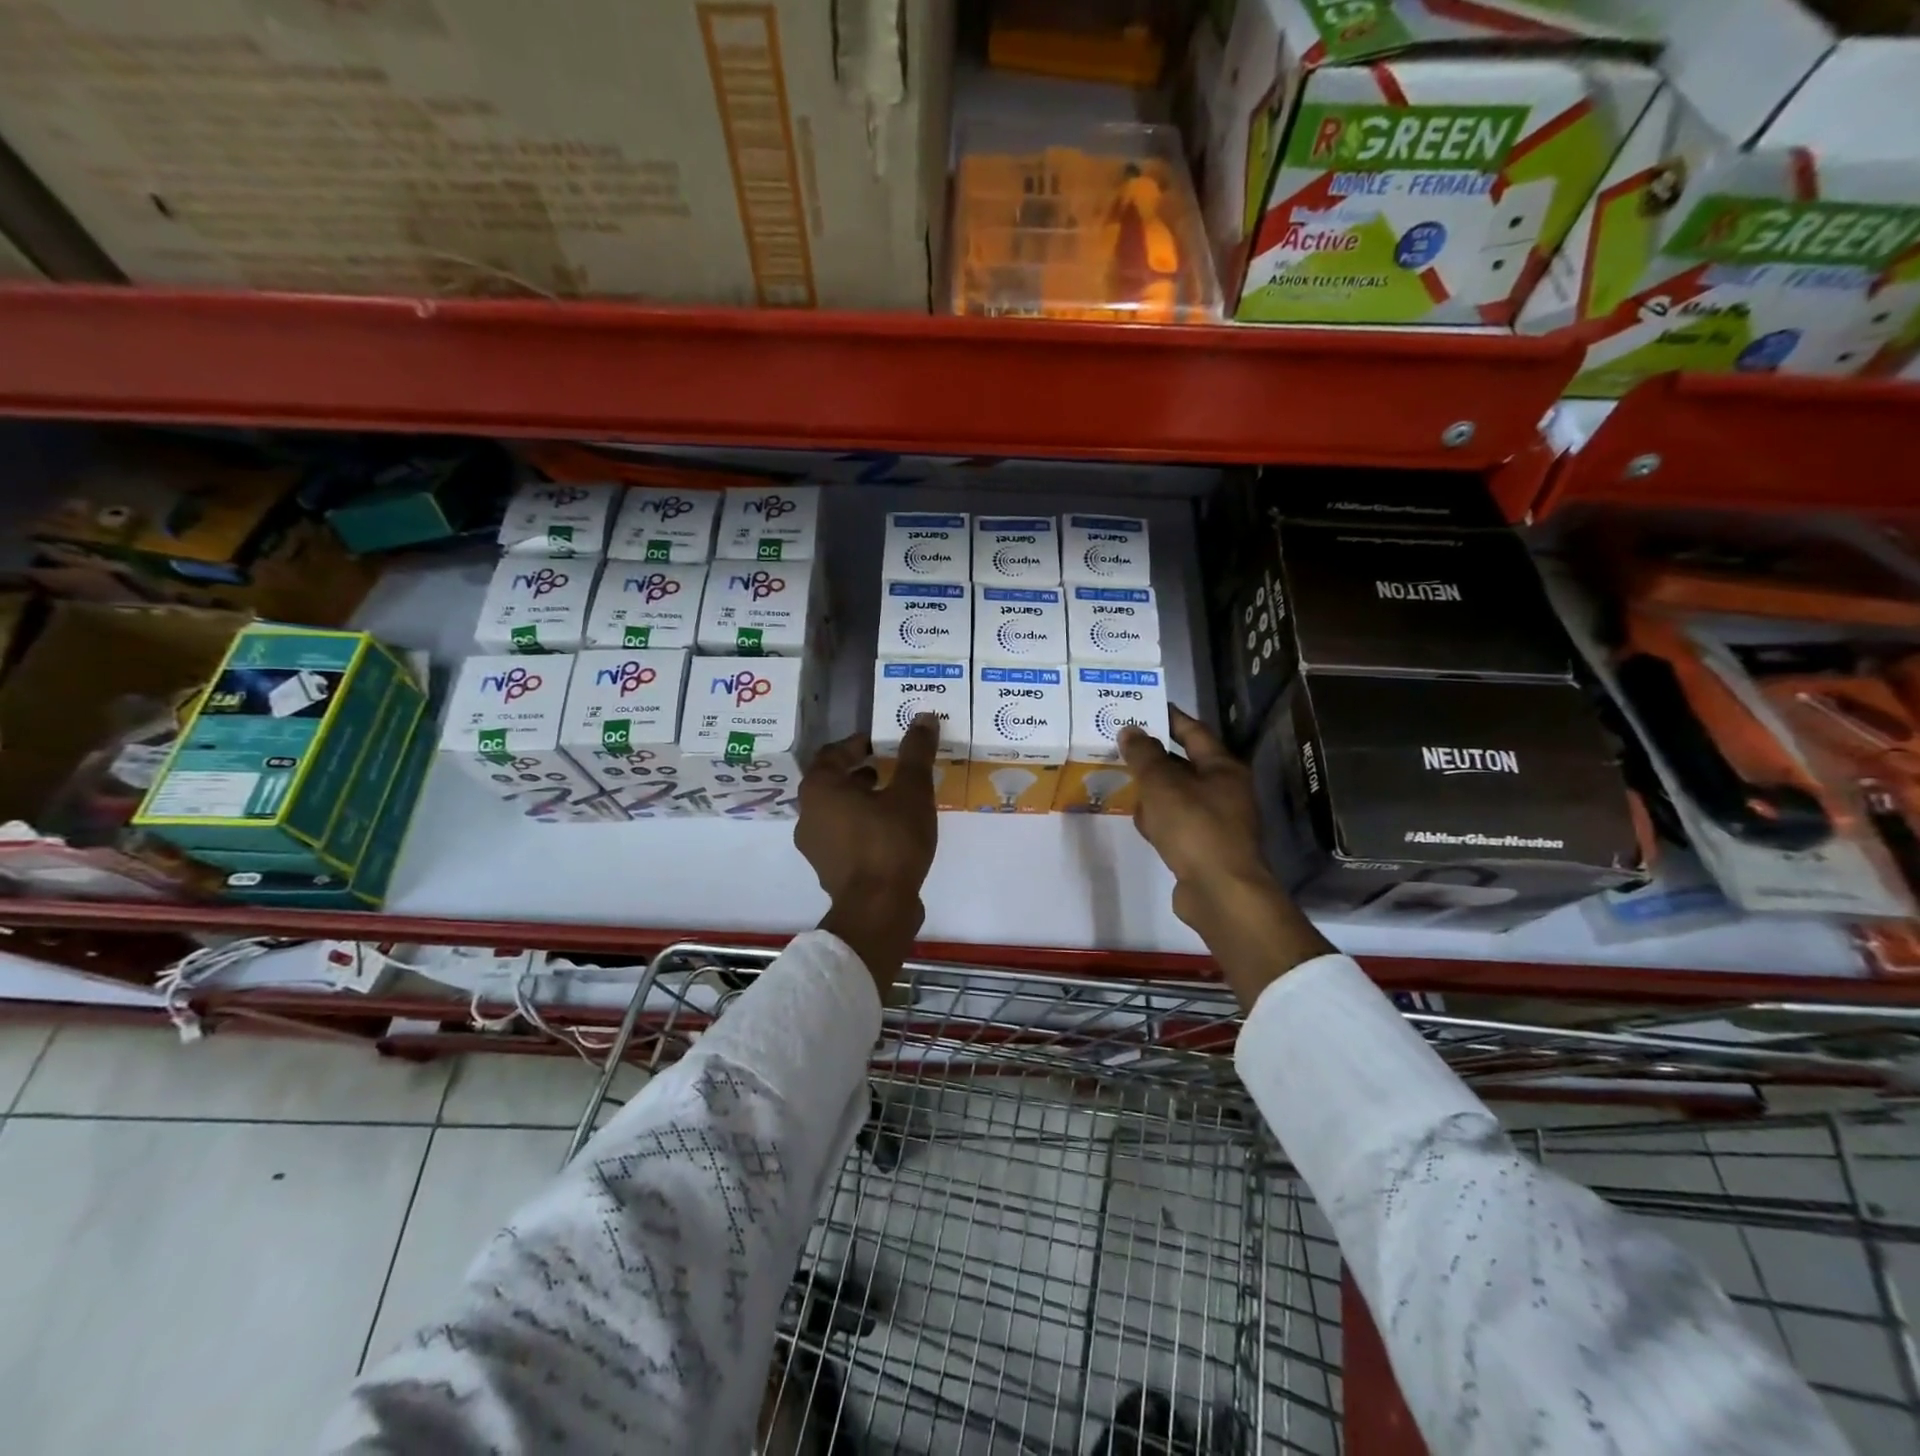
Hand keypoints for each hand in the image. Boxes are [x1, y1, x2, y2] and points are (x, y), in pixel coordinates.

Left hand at [796, 715, 940, 995]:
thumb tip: (923, 717)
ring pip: (836, 811)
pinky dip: (860, 826)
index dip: (856, 743)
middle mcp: (808, 814)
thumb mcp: (912, 792)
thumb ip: (915, 753)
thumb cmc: (891, 841)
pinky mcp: (828, 869)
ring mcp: (814, 845)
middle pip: (831, 782)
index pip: (832, 753)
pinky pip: (842, 836)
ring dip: (860, 801)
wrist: (877, 909)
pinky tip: (889, 833)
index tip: (879, 743)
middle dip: (859, 773)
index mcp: (820, 789)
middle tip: (888, 769)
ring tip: (893, 801)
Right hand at [1120, 707, 1330, 1005]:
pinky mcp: (1205, 847)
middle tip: (1120, 744)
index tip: (1142, 707)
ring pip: (1178, 795)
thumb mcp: (1163, 785)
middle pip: (1185, 763)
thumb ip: (1145, 756)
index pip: (1193, 731)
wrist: (1220, 892)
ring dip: (1153, 788)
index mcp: (1222, 768)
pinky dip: (1158, 817)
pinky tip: (1138, 820)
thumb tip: (1131, 730)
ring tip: (1120, 777)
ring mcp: (1217, 820)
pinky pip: (1176, 822)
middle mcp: (1225, 790)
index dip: (1169, 718)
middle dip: (1154, 755)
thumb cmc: (1195, 828)